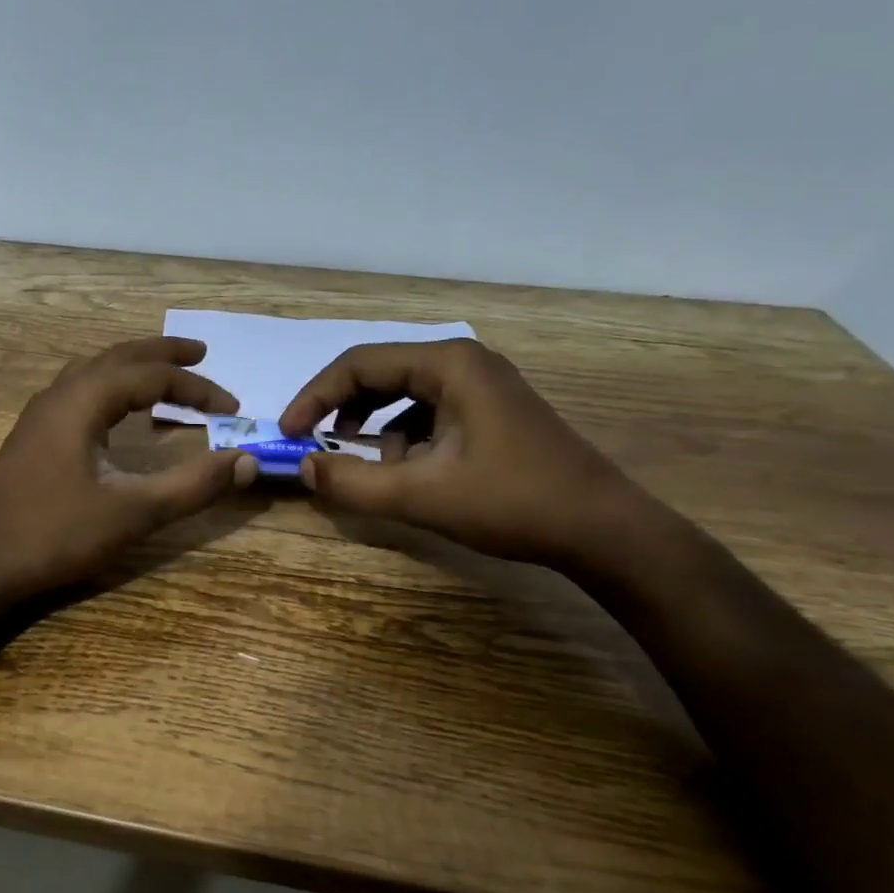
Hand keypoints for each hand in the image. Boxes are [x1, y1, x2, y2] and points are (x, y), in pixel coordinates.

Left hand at [0, 337, 258, 599]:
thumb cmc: (52, 533)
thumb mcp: (132, 513)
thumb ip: (192, 486)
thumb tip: (247, 461)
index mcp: (83, 401)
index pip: (151, 376)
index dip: (196, 388)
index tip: (232, 407)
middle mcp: (60, 395)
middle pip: (118, 357)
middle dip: (162, 354)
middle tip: (200, 354)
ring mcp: (40, 416)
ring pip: (92, 371)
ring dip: (131, 366)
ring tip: (161, 375)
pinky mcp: (32, 438)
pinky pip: (78, 392)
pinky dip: (109, 388)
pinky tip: (114, 413)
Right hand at [277, 339, 648, 569]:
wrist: (604, 530)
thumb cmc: (513, 502)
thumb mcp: (421, 496)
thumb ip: (353, 482)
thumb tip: (304, 468)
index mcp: (448, 364)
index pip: (358, 364)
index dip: (314, 397)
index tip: (289, 433)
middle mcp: (463, 361)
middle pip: (379, 373)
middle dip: (341, 410)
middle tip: (315, 445)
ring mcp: (482, 385)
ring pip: (403, 394)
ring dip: (374, 427)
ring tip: (370, 466)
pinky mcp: (491, 411)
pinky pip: (429, 412)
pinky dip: (406, 438)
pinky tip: (412, 473)